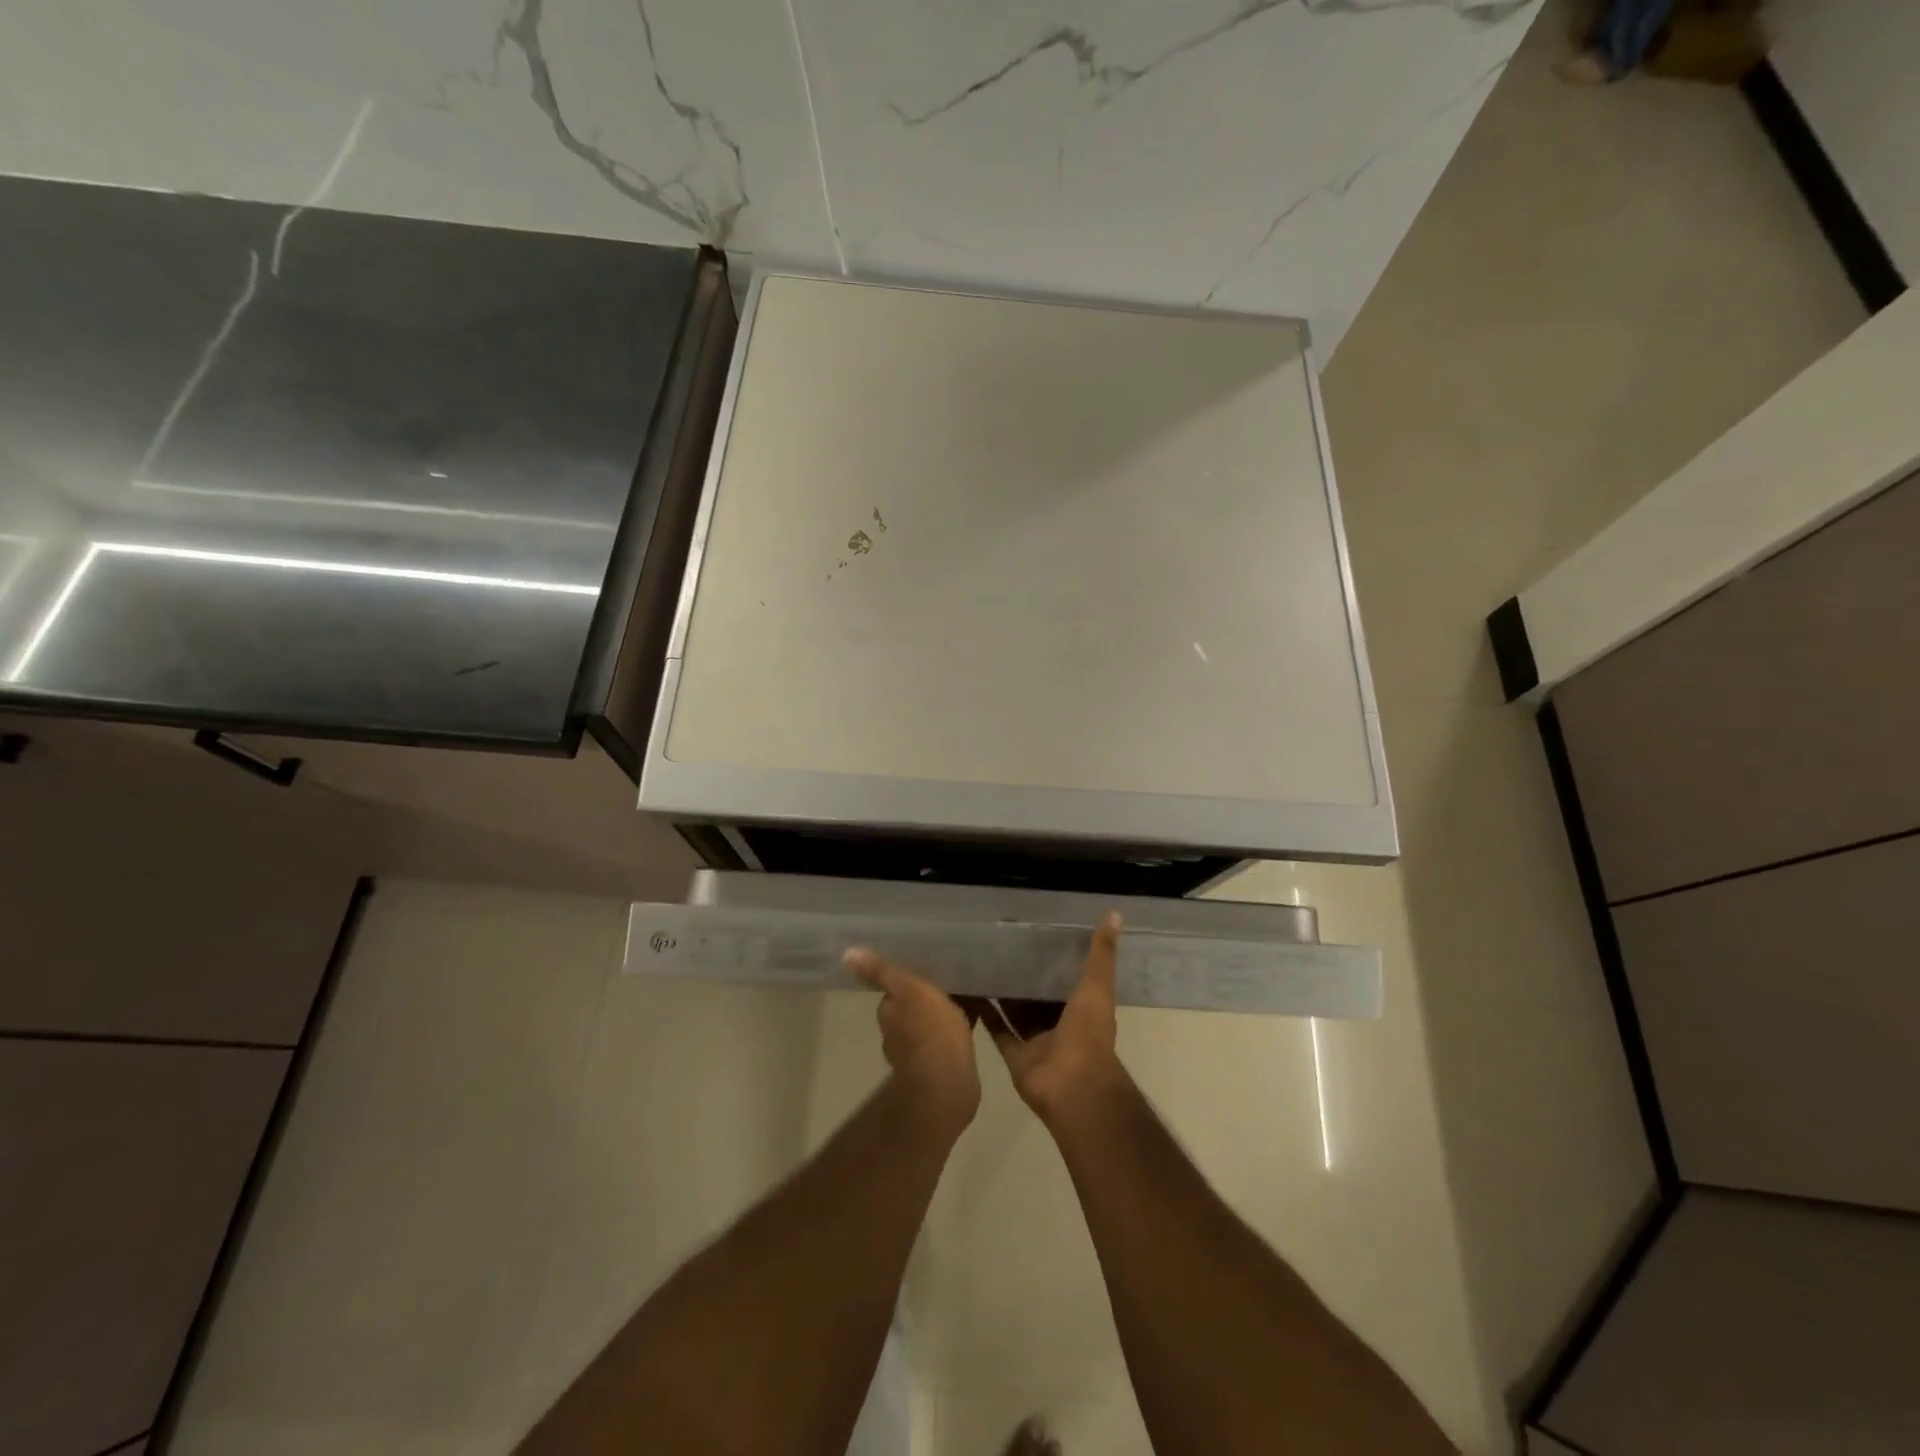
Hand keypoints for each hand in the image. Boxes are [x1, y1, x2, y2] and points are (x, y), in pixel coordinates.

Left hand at [845, 948, 980, 1134]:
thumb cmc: (930, 1029)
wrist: (948, 1082)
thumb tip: (847, 954)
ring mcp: (916, 1057)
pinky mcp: (938, 1071)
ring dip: (937, 1021)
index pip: (892, 994)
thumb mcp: (907, 988)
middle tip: (945, 985)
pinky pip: (944, 1046)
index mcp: (889, 1015)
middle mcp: (896, 1037)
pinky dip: (952, 1037)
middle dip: (922, 1003)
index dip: (905, 985)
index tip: (922, 975)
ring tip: (961, 1003)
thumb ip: (881, 971)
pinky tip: (971, 1028)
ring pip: (925, 1030)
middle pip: (908, 1012)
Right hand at [988, 913, 1125, 1126]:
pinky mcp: (1014, 1055)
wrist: (1072, 1085)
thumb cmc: (1089, 1033)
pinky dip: (985, 1013)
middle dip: (1025, 975)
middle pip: (1040, 996)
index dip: (1056, 959)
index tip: (1036, 933)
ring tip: (982, 961)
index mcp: (1083, 1008)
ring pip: (1017, 1012)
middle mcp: (1059, 1024)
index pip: (1069, 979)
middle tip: (1002, 943)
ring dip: (1003, 992)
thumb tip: (1116, 913)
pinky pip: (997, 1030)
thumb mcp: (1097, 986)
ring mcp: (1036, 1041)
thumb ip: (1101, 954)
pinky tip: (969, 989)